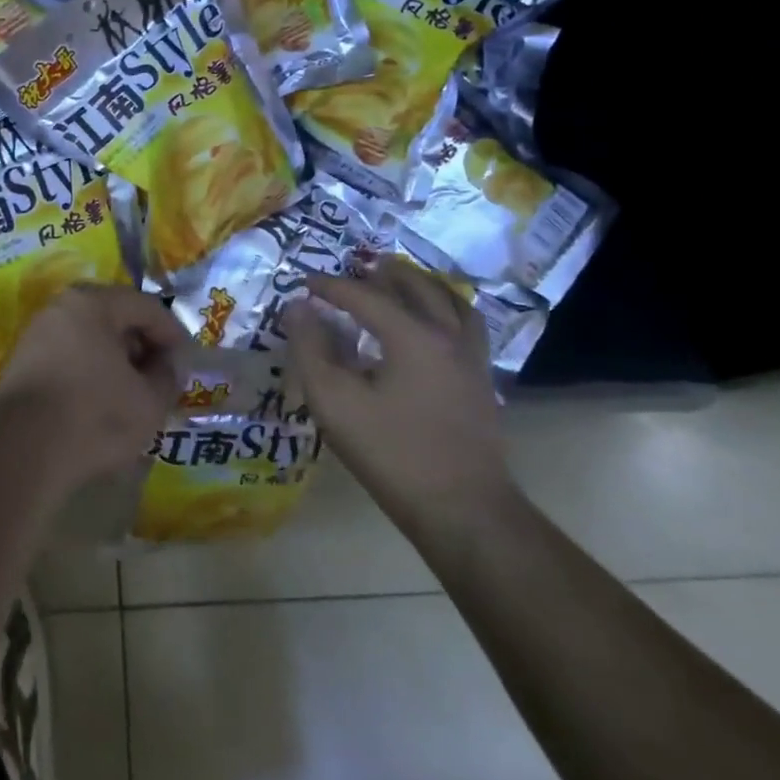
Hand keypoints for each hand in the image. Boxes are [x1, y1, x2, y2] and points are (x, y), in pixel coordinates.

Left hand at [0, 284, 191, 489]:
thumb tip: (169, 364)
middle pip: (115, 318)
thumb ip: (168, 376)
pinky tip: (102, 402)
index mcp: (93, 303)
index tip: (186, 363)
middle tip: (161, 377)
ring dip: (116, 361)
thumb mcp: (149, 401)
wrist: (20, 451)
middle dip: (143, 346)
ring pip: (90, 339)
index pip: (146, 307)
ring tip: (134, 394)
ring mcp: (37, 335)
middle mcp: (61, 308)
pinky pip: (69, 358)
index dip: (173, 334)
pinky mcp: (22, 364)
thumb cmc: (94, 416)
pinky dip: (91, 372)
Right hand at [284, 259, 511, 532]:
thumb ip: (311, 350)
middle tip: (357, 269)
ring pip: (450, 301)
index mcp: (413, 335)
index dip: (331, 286)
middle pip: (417, 287)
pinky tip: (434, 325)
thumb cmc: (393, 454)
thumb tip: (298, 308)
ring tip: (400, 283)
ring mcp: (472, 358)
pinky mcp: (481, 382)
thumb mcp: (335, 403)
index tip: (304, 282)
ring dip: (421, 285)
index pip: (365, 296)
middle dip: (383, 274)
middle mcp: (448, 335)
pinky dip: (446, 310)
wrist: (464, 510)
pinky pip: (466, 326)